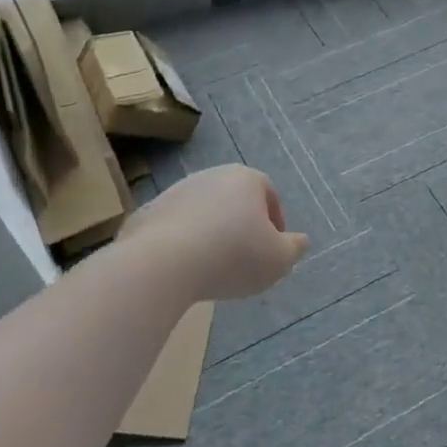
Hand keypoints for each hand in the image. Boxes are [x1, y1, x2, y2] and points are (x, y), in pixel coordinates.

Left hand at [117, 166, 308, 302]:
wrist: (162, 263)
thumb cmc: (233, 256)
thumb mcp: (278, 260)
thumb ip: (294, 249)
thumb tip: (300, 241)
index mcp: (246, 179)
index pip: (268, 193)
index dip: (275, 221)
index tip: (273, 248)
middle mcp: (210, 176)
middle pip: (234, 200)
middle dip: (241, 225)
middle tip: (244, 258)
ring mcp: (175, 192)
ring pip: (202, 212)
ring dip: (210, 234)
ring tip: (211, 267)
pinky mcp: (147, 213)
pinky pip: (172, 229)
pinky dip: (180, 244)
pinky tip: (182, 270)